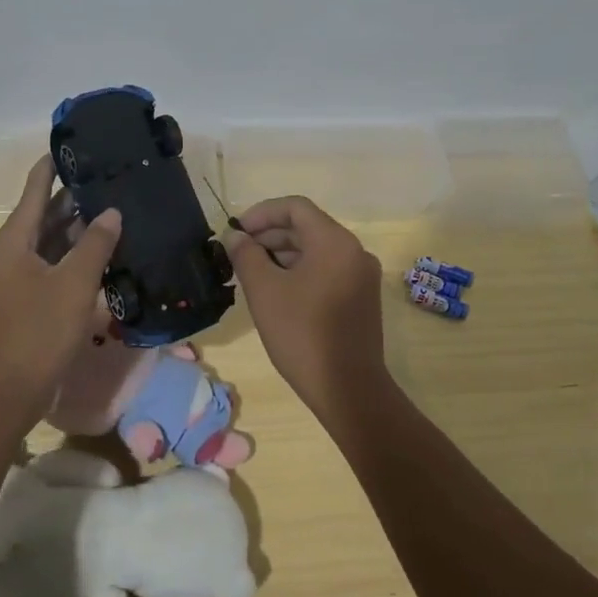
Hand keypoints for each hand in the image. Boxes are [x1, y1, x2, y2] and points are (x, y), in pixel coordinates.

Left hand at [0, 158, 121, 418]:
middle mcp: (8, 256)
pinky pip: (50, 269)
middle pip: (41, 218)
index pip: (33, 192)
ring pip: (48, 245)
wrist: (9, 393)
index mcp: (11, 243)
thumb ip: (95, 245)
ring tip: (111, 211)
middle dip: (72, 200)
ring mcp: (14, 282)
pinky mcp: (25, 304)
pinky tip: (101, 255)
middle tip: (107, 179)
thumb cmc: (39, 333)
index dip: (51, 167)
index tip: (72, 145)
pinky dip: (72, 259)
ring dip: (75, 231)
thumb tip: (112, 213)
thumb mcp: (74, 285)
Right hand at [224, 196, 389, 419]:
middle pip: (307, 228)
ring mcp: (362, 276)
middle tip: (238, 254)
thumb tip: (235, 237)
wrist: (348, 389)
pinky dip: (301, 272)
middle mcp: (354, 251)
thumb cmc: (302, 334)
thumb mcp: (264, 291)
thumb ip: (246, 255)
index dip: (262, 213)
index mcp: (335, 242)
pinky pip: (327, 270)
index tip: (236, 232)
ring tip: (252, 273)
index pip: (296, 207)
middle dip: (270, 235)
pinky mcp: (362, 298)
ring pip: (317, 251)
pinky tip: (277, 291)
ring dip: (283, 255)